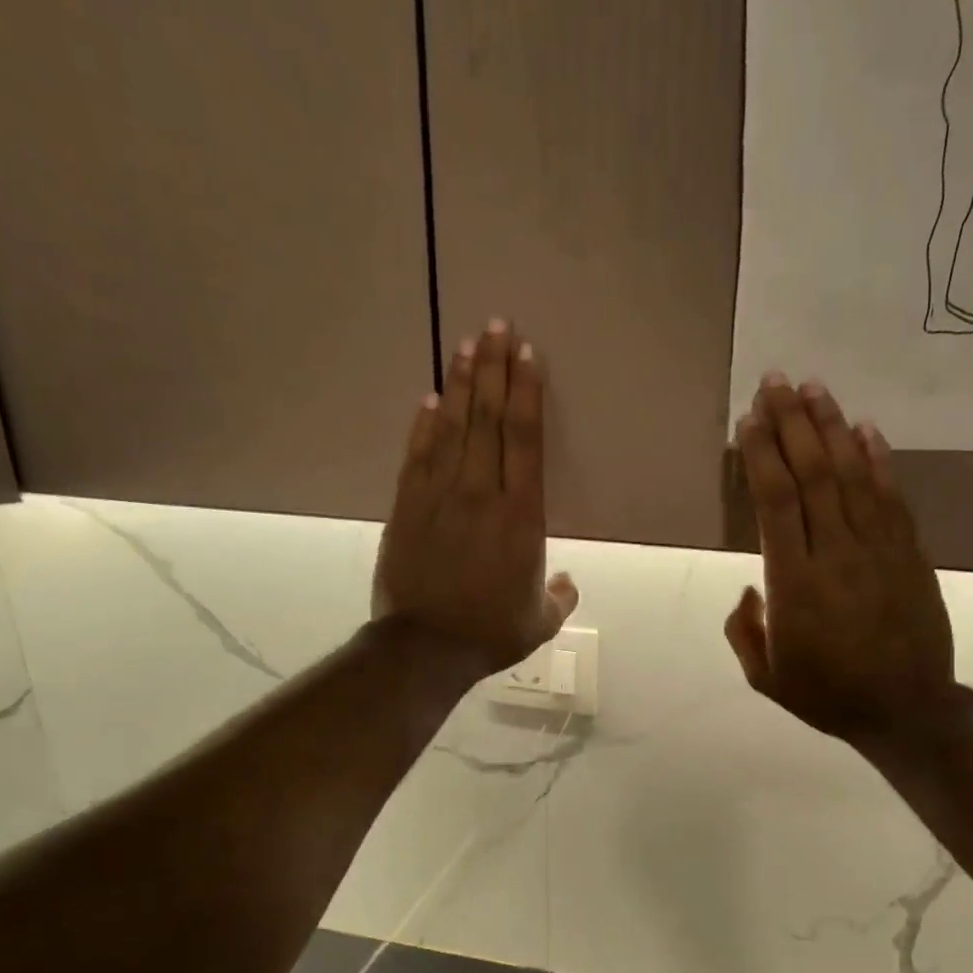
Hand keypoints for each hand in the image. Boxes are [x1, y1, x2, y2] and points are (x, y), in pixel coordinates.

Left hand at [373, 320, 577, 676]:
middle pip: (489, 419)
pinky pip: (418, 455)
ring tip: (468, 345)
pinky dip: (425, 425)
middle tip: (496, 325)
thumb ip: (559, 597)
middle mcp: (481, 493)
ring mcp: (440, 496)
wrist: (425, 647)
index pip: (525, 440)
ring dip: (462, 384)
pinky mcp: (407, 507)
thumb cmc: (491, 632)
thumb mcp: (541, 621)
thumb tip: (565, 581)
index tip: (527, 355)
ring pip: (453, 428)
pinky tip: (430, 398)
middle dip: (495, 369)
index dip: (527, 393)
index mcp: (521, 517)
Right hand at [725, 374, 958, 745]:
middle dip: (791, 422)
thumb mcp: (766, 677)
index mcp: (794, 583)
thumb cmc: (828, 694)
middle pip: (812, 473)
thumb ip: (745, 630)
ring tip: (814, 388)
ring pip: (852, 474)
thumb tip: (751, 589)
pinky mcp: (909, 553)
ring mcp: (878, 549)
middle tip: (776, 381)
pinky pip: (892, 497)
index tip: (750, 420)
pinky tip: (865, 429)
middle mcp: (834, 553)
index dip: (762, 455)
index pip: (776, 502)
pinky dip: (878, 459)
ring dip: (832, 427)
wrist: (906, 709)